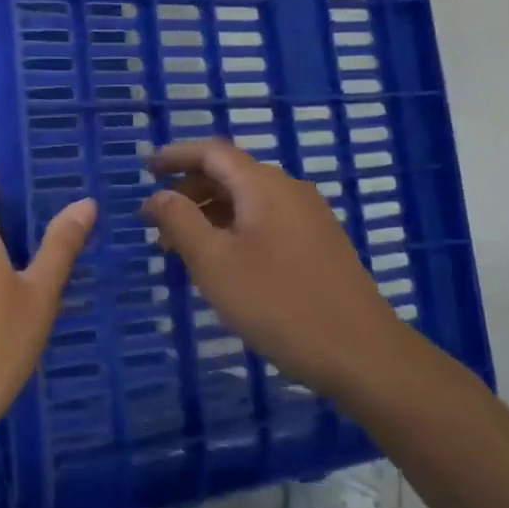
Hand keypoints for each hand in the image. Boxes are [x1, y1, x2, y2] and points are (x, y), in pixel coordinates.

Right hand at [140, 138, 392, 390]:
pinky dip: (234, 228)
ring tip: (181, 247)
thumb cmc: (279, 303)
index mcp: (263, 185)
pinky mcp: (319, 244)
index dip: (175, 156)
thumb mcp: (214, 263)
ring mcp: (310, 217)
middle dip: (189, 190)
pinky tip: (223, 261)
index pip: (211, 152)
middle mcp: (289, 190)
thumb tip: (159, 196)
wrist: (363, 355)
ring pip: (248, 200)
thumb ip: (180, 222)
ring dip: (210, 213)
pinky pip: (266, 220)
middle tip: (156, 220)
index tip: (145, 169)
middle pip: (230, 173)